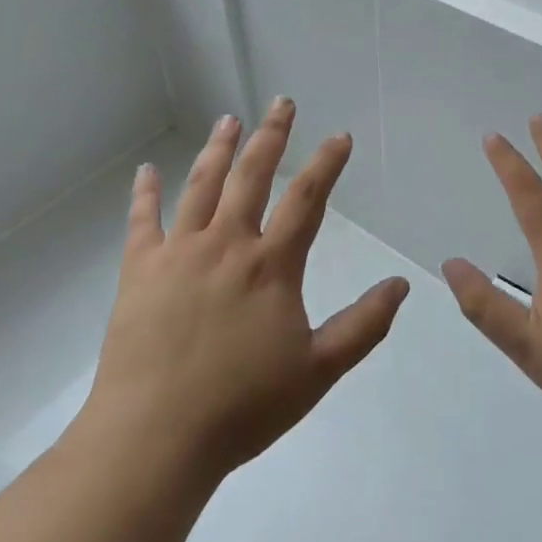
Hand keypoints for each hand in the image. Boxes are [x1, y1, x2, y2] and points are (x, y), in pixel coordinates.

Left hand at [77, 98, 410, 481]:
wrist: (154, 438)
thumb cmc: (242, 407)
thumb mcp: (317, 371)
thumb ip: (363, 325)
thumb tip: (401, 284)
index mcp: (270, 265)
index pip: (306, 199)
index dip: (326, 163)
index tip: (339, 136)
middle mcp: (227, 244)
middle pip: (252, 175)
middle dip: (271, 135)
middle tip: (281, 103)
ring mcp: (179, 252)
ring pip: (202, 185)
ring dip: (218, 149)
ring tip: (228, 119)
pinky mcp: (140, 270)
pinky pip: (142, 221)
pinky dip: (144, 193)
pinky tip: (145, 171)